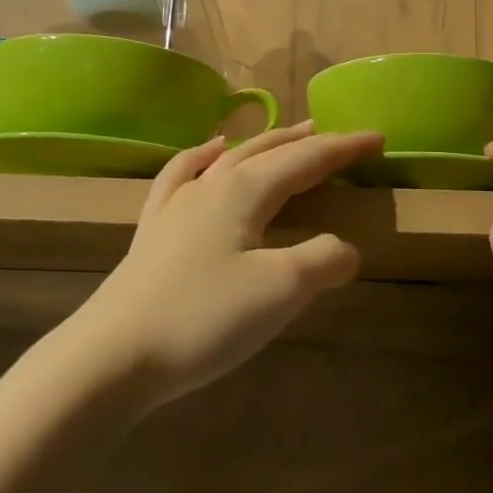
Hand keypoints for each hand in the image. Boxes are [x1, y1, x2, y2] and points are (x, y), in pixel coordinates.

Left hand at [72, 122, 384, 411]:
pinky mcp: (153, 230)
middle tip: (339, 137)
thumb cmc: (204, 318)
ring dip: (264, 144)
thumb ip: (323, 260)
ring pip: (229, 158)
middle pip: (269, 151)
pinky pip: (182, 175)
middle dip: (308, 141)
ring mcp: (177, 205)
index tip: (378, 138)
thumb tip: (347, 249)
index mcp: (246, 191)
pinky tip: (207, 154)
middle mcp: (212, 185)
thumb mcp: (281, 290)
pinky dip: (201, 157)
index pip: (308, 159)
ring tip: (286, 137)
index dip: (345, 148)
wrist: (113, 355)